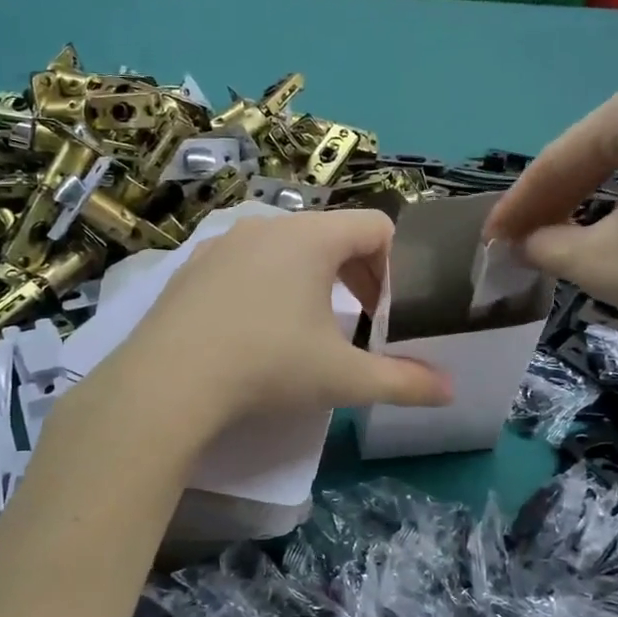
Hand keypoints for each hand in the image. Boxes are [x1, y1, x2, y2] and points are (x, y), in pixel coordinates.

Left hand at [80, 211, 452, 442]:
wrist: (167, 383)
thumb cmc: (268, 366)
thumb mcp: (343, 378)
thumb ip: (403, 382)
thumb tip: (450, 391)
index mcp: (312, 237)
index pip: (376, 226)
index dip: (397, 264)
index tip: (392, 309)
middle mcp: (268, 225)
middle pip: (333, 234)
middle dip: (358, 274)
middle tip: (363, 319)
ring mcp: (224, 243)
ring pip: (288, 247)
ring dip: (313, 279)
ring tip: (311, 326)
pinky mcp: (192, 267)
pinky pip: (247, 262)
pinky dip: (268, 285)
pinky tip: (257, 329)